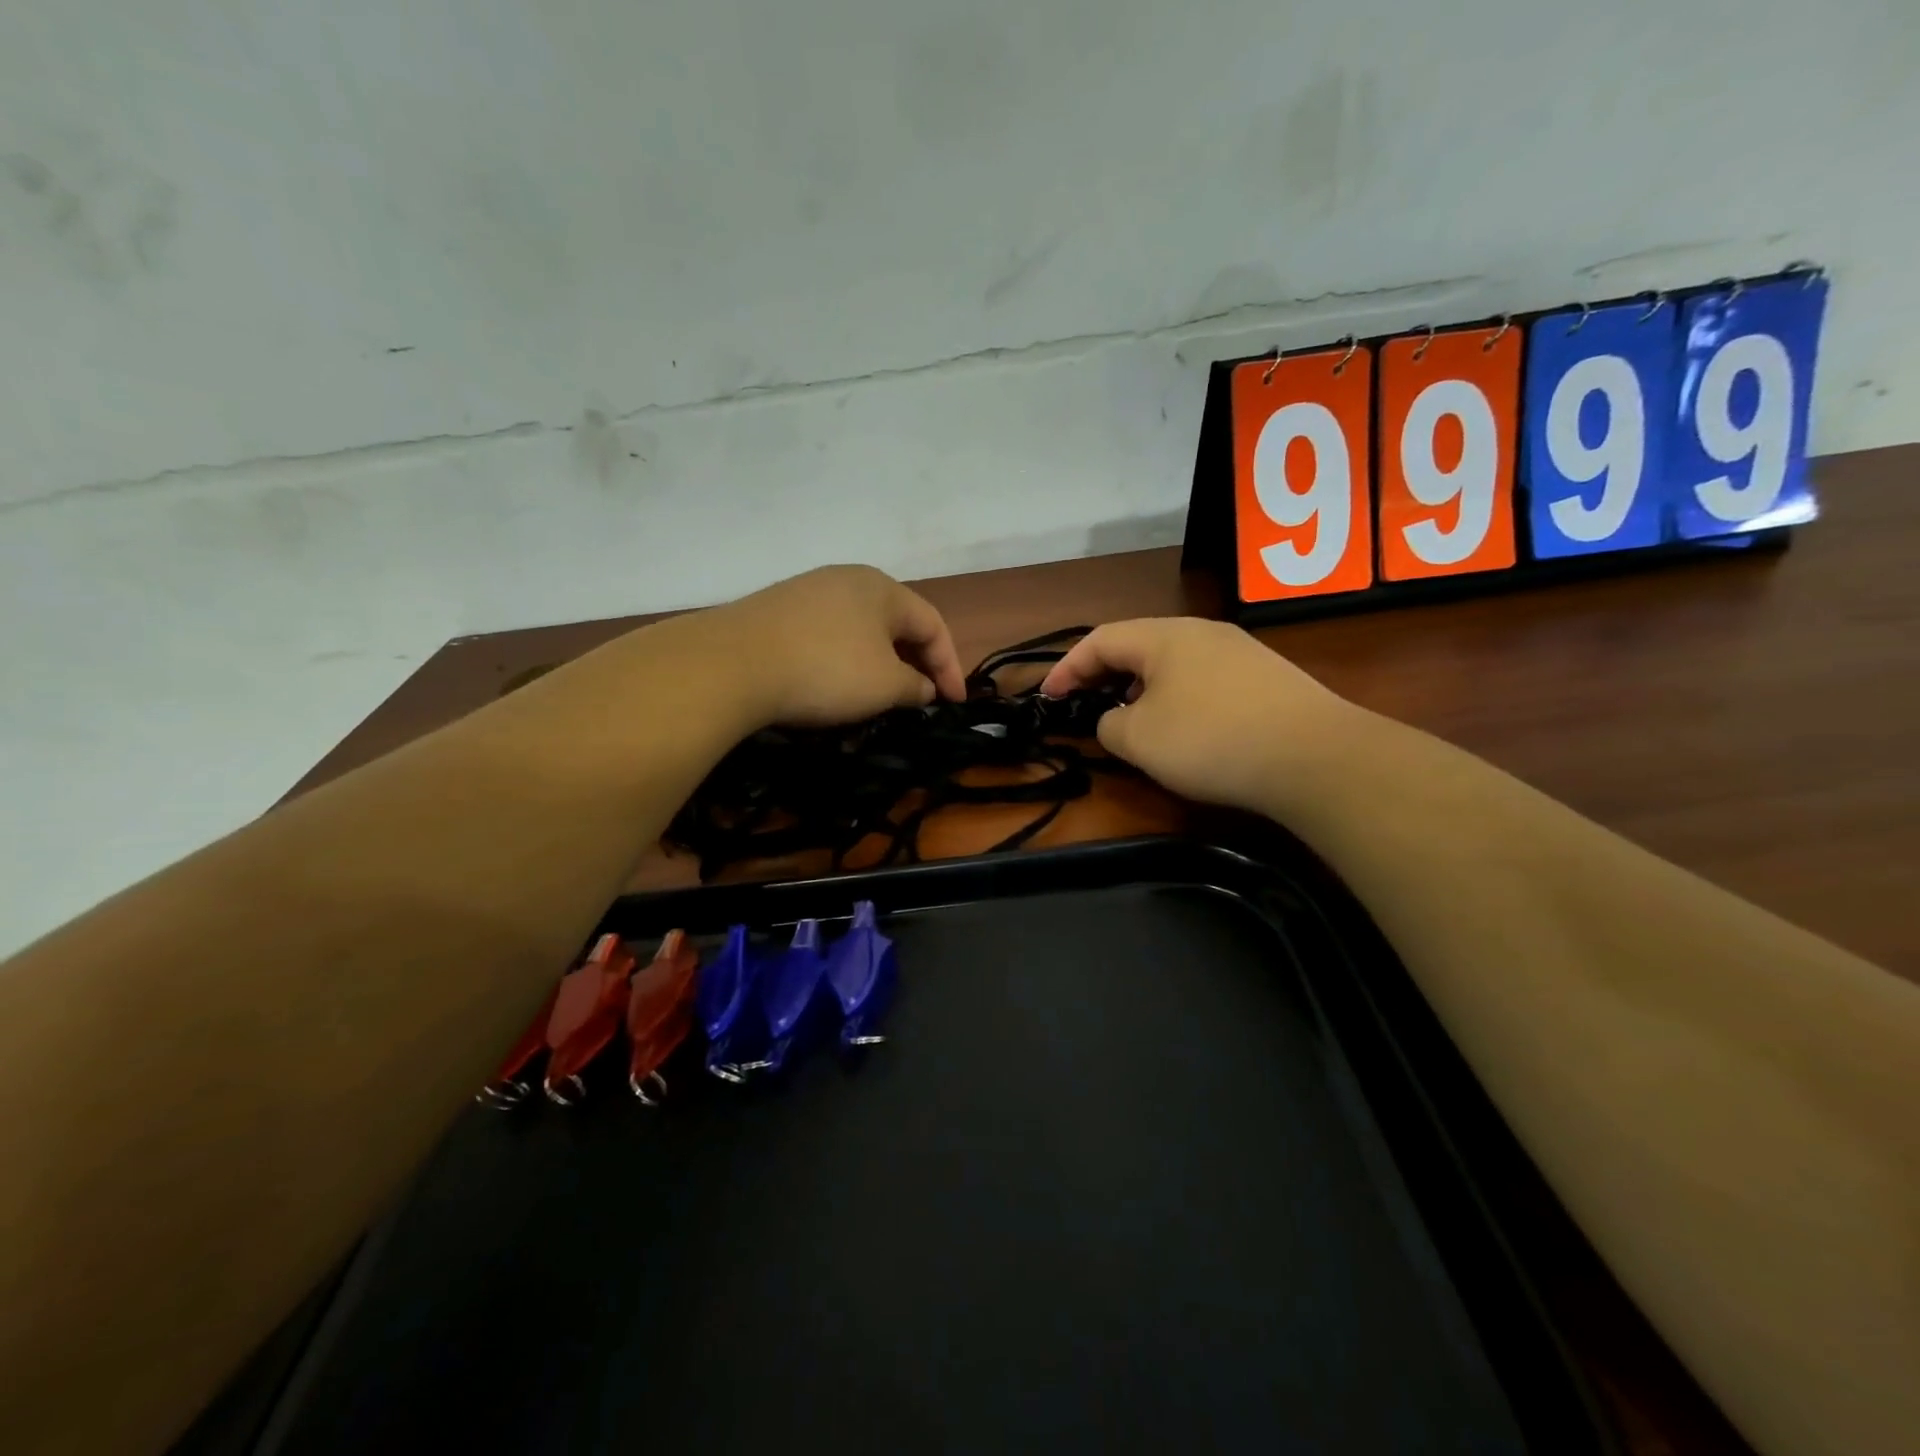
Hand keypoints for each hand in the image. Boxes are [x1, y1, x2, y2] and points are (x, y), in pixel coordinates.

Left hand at [718, 565, 965, 727]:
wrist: (732, 664)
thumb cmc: (827, 670)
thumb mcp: (885, 685)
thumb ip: (916, 687)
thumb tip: (923, 688)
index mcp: (883, 588)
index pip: (933, 624)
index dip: (950, 666)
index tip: (954, 704)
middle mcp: (847, 579)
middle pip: (896, 623)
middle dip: (915, 663)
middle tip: (922, 699)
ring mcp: (807, 591)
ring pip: (860, 629)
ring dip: (879, 663)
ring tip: (881, 696)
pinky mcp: (776, 611)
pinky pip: (827, 635)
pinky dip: (844, 660)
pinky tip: (834, 684)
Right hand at [1039, 618, 1362, 816]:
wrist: (1314, 757)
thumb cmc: (1210, 740)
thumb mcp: (1139, 739)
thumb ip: (1108, 726)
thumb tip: (1116, 720)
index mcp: (1164, 636)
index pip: (1099, 640)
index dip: (1066, 668)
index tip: (1047, 697)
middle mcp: (1201, 632)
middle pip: (1137, 645)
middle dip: (1103, 675)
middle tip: (1084, 705)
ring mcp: (1239, 651)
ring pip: (1172, 663)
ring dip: (1140, 687)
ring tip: (1131, 719)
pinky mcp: (1266, 677)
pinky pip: (1203, 679)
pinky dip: (1177, 697)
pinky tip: (1184, 728)